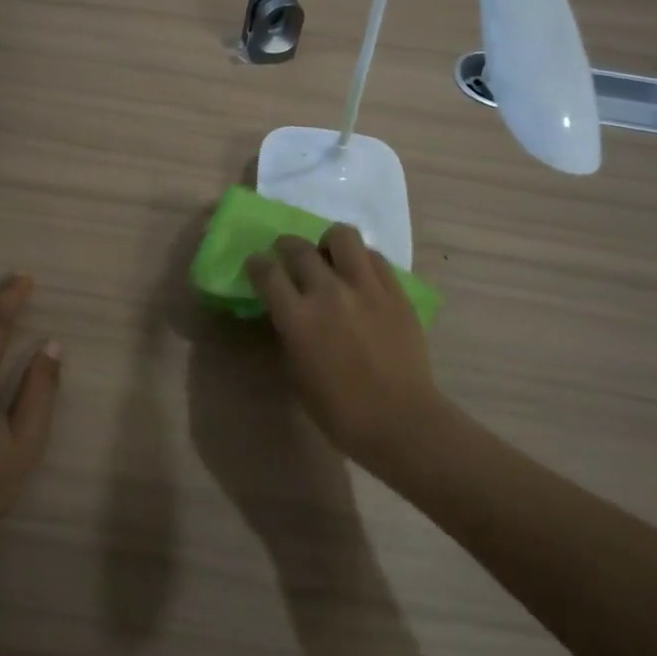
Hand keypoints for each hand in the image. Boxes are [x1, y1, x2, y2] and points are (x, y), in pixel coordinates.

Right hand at [247, 226, 444, 470]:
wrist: (400, 420)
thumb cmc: (340, 411)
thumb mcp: (297, 373)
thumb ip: (289, 334)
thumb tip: (287, 312)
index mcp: (298, 318)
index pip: (266, 272)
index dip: (257, 264)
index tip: (256, 265)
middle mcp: (328, 292)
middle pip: (299, 248)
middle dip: (286, 248)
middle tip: (288, 257)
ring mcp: (365, 287)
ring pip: (342, 235)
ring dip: (328, 243)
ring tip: (330, 258)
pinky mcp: (395, 290)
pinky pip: (374, 256)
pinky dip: (360, 260)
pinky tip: (360, 276)